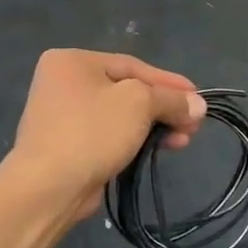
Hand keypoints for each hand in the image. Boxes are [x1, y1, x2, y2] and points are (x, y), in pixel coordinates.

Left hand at [6, 50, 205, 218]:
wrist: (49, 186)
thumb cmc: (91, 131)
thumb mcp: (138, 103)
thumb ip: (170, 99)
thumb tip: (198, 105)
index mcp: (71, 61)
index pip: (132, 65)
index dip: (169, 82)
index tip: (198, 98)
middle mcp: (62, 83)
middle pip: (126, 91)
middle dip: (163, 108)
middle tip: (192, 125)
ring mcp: (62, 116)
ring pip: (119, 116)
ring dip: (153, 126)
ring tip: (181, 142)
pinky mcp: (67, 146)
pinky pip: (108, 136)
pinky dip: (133, 140)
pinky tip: (156, 149)